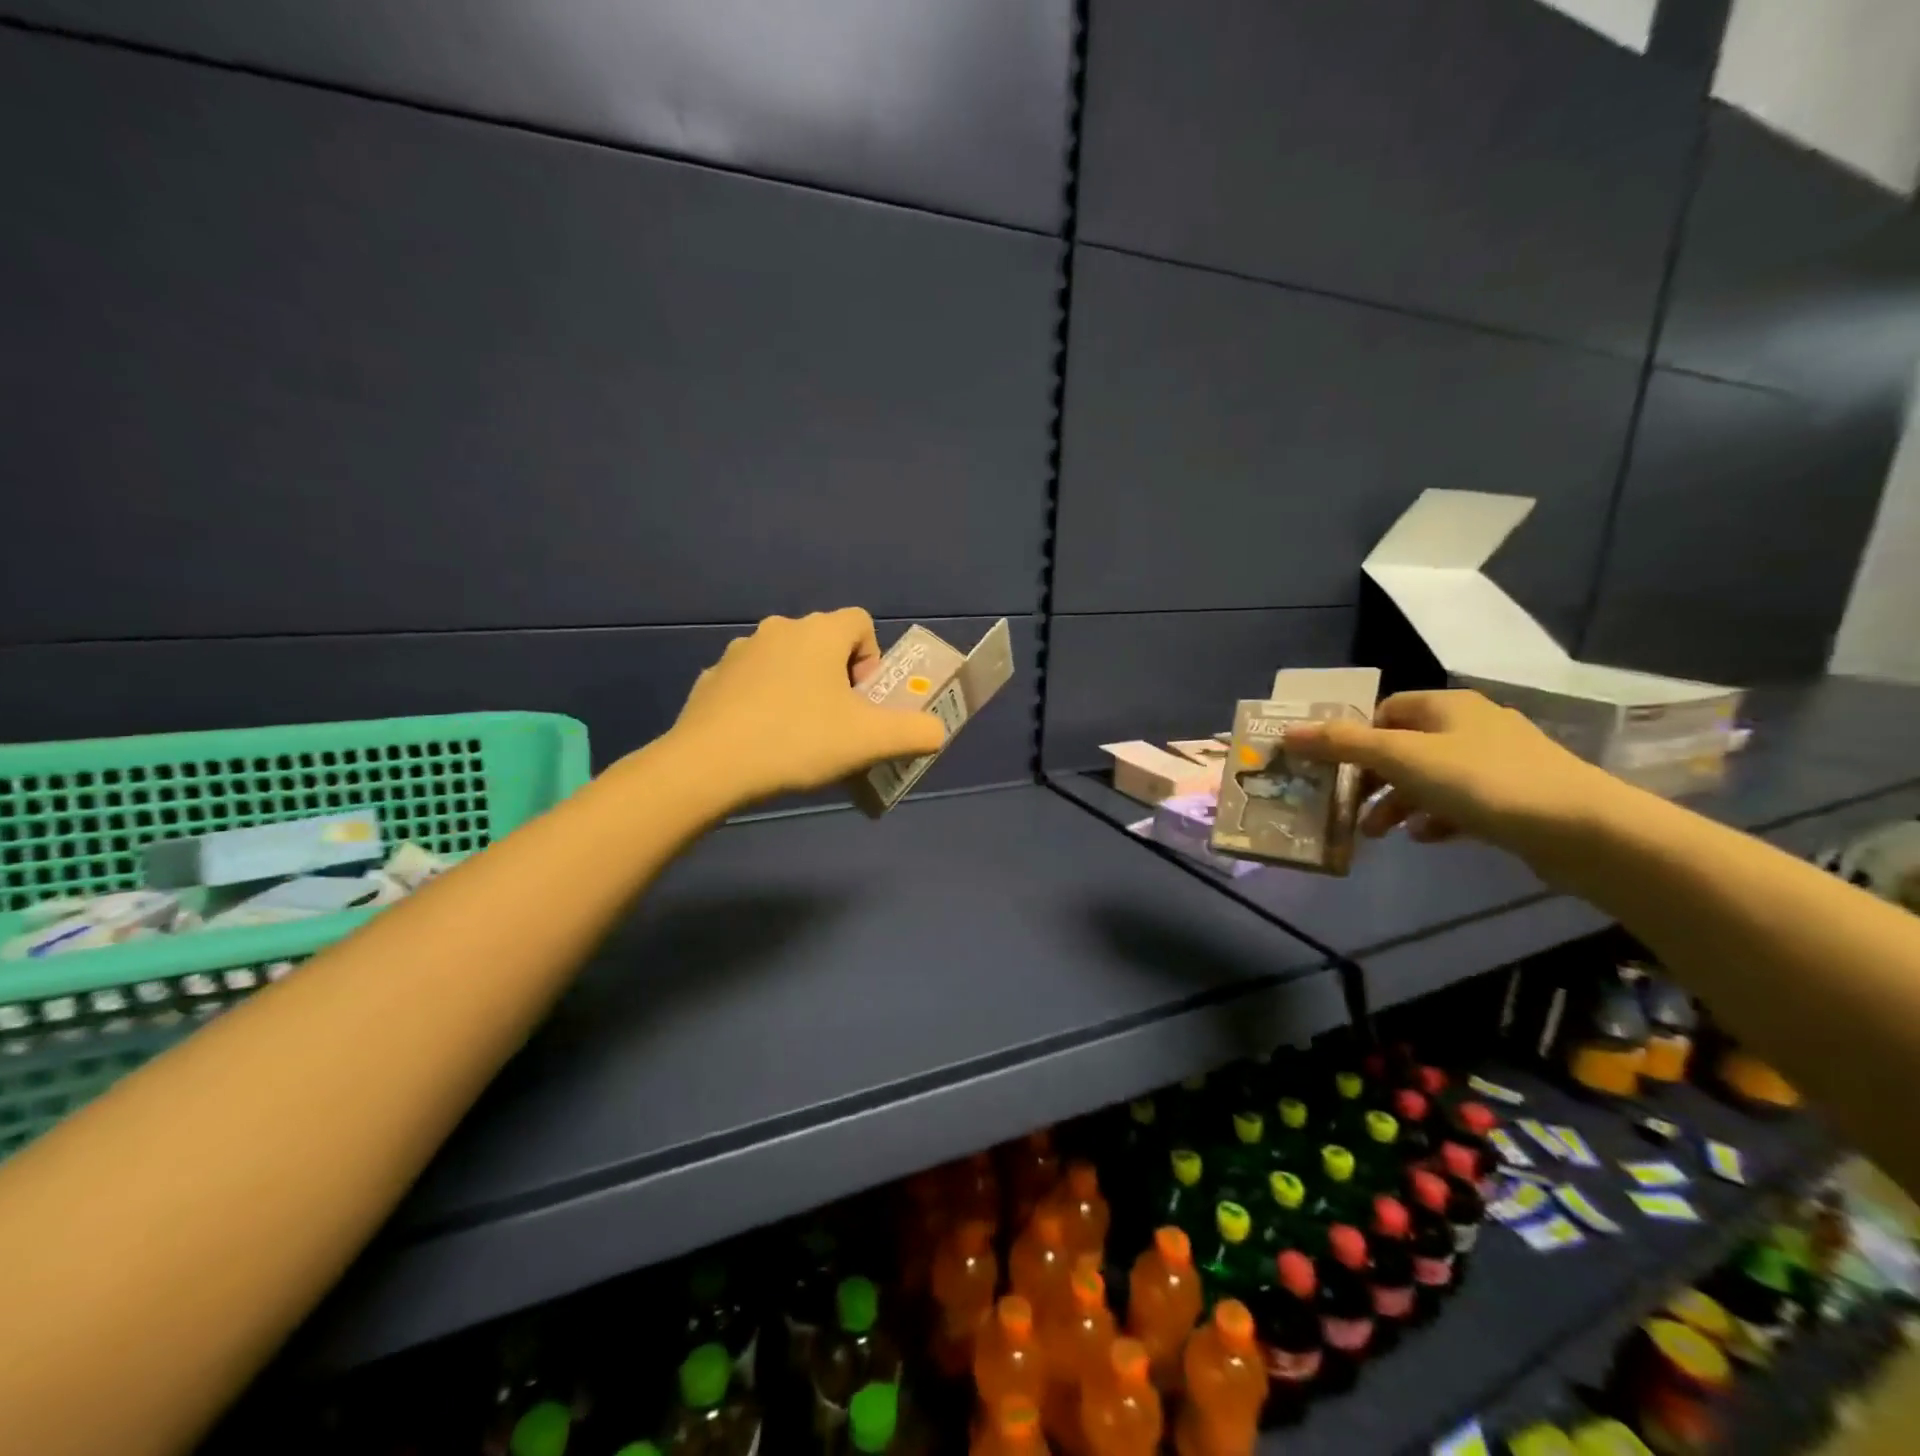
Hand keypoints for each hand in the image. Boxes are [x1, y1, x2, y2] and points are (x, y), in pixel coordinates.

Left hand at [668, 609, 948, 806]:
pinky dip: (763, 703)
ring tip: (798, 737)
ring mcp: (738, 653)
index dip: (872, 659)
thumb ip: (916, 732)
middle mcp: (778, 629)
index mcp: (818, 633)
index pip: (861, 623)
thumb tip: (936, 731)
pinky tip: (761, 741)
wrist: (709, 766)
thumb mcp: (871, 741)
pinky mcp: (711, 679)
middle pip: (823, 644)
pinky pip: (751, 684)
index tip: (864, 700)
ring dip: (800, 689)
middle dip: (837, 679)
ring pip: (786, 663)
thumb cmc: (798, 741)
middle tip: (838, 724)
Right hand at [1281, 690, 1620, 862]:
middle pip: (1403, 746)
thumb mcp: (1400, 758)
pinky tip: (1425, 838)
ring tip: (1379, 834)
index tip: (1332, 769)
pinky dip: (1435, 816)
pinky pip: (1460, 801)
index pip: (1384, 710)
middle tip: (1347, 807)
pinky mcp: (1516, 796)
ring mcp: (1498, 760)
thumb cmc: (1481, 781)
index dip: (1353, 737)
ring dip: (1397, 803)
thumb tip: (1287, 732)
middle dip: (1371, 779)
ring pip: (1429, 777)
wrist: (1583, 829)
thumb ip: (1342, 744)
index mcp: (1445, 706)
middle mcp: (1471, 724)